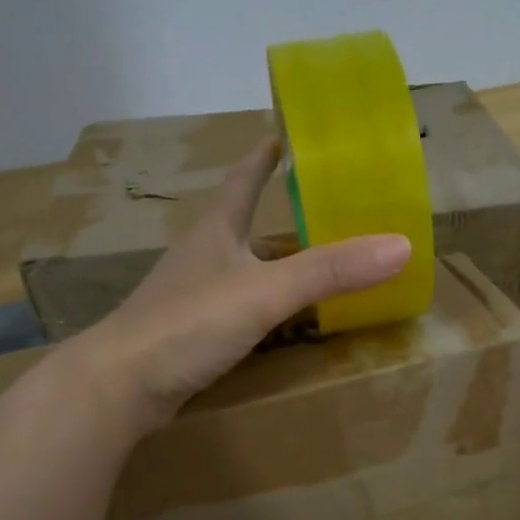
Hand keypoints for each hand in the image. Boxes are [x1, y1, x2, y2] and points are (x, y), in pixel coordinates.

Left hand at [56, 137, 410, 435]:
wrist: (119, 387)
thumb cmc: (188, 324)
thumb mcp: (264, 292)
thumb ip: (329, 271)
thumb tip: (401, 245)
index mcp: (216, 229)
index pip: (244, 177)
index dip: (266, 154)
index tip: (290, 132)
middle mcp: (203, 254)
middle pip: (245, 221)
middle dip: (280, 210)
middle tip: (328, 206)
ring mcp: (193, 294)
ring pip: (243, 266)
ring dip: (274, 260)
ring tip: (316, 259)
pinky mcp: (191, 331)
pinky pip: (239, 304)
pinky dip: (265, 301)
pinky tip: (282, 315)